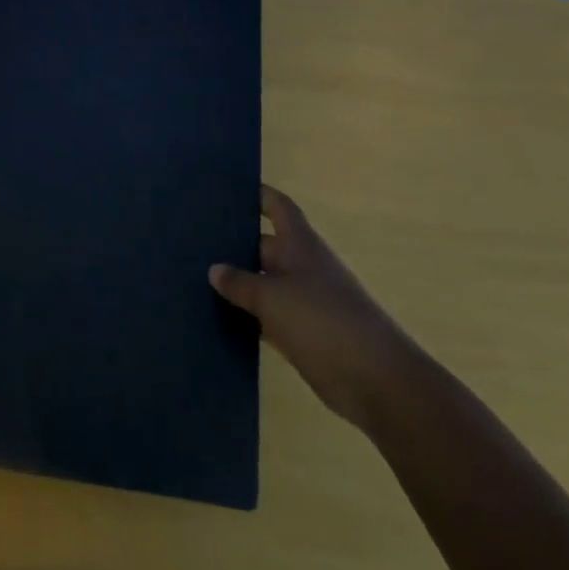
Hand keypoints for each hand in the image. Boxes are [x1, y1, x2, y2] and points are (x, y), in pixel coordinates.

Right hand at [210, 185, 408, 428]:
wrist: (374, 379)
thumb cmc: (321, 320)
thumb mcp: (272, 297)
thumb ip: (240, 282)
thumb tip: (214, 269)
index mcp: (300, 244)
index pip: (278, 207)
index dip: (258, 195)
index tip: (229, 190)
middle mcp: (302, 266)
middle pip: (265, 245)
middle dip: (235, 244)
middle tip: (194, 242)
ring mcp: (304, 301)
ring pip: (264, 284)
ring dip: (238, 285)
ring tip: (196, 278)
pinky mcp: (303, 334)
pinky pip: (269, 318)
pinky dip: (248, 317)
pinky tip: (217, 319)